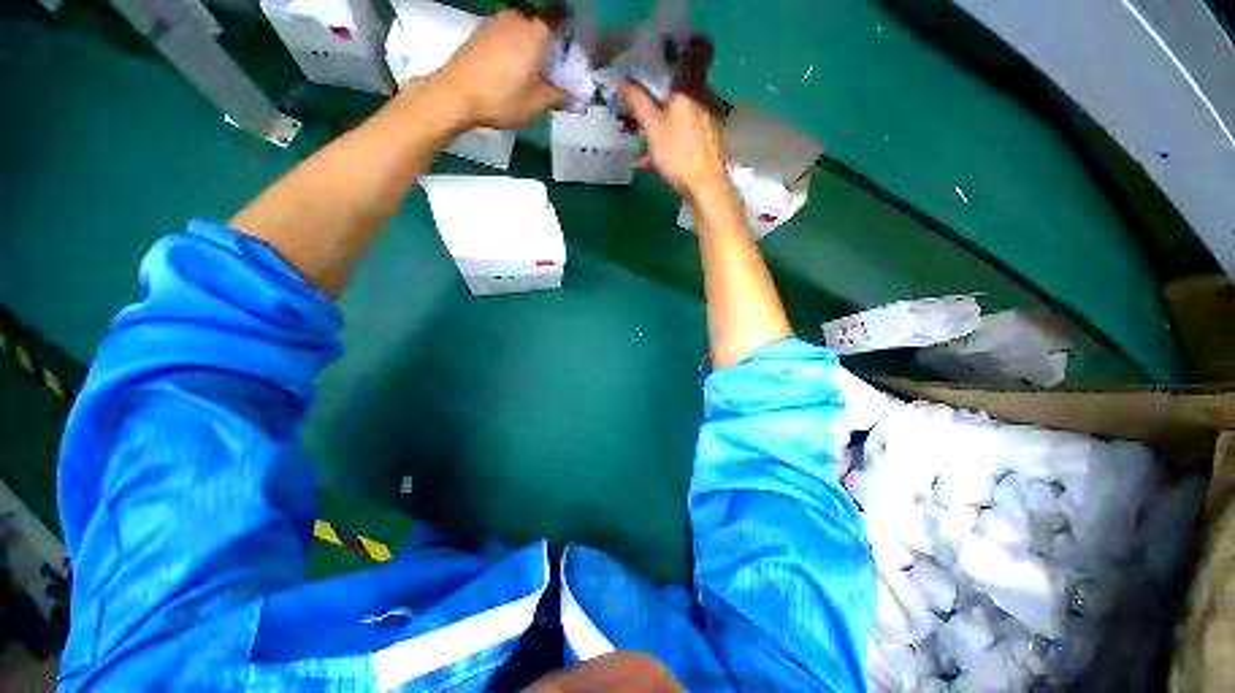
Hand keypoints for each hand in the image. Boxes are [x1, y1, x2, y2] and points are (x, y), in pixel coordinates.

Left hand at [430, 10, 567, 129]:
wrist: (456, 94)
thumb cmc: (502, 98)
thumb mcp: (536, 104)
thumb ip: (558, 96)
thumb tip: (572, 94)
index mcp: (535, 33)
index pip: (557, 14)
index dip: (566, 23)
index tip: (570, 38)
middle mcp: (516, 19)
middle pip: (537, 19)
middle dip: (547, 35)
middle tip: (551, 57)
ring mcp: (494, 22)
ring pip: (519, 24)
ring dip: (527, 39)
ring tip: (530, 64)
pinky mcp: (479, 31)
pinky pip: (504, 31)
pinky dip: (512, 43)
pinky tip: (510, 64)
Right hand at [619, 37, 728, 201]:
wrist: (705, 185)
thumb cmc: (678, 151)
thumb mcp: (652, 127)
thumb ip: (638, 102)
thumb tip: (622, 81)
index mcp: (691, 87)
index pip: (699, 49)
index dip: (688, 43)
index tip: (669, 49)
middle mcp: (705, 98)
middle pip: (686, 84)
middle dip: (665, 91)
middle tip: (646, 99)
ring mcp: (710, 120)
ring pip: (685, 111)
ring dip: (665, 120)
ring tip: (644, 138)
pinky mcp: (710, 140)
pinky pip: (687, 132)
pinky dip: (672, 139)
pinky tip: (653, 159)